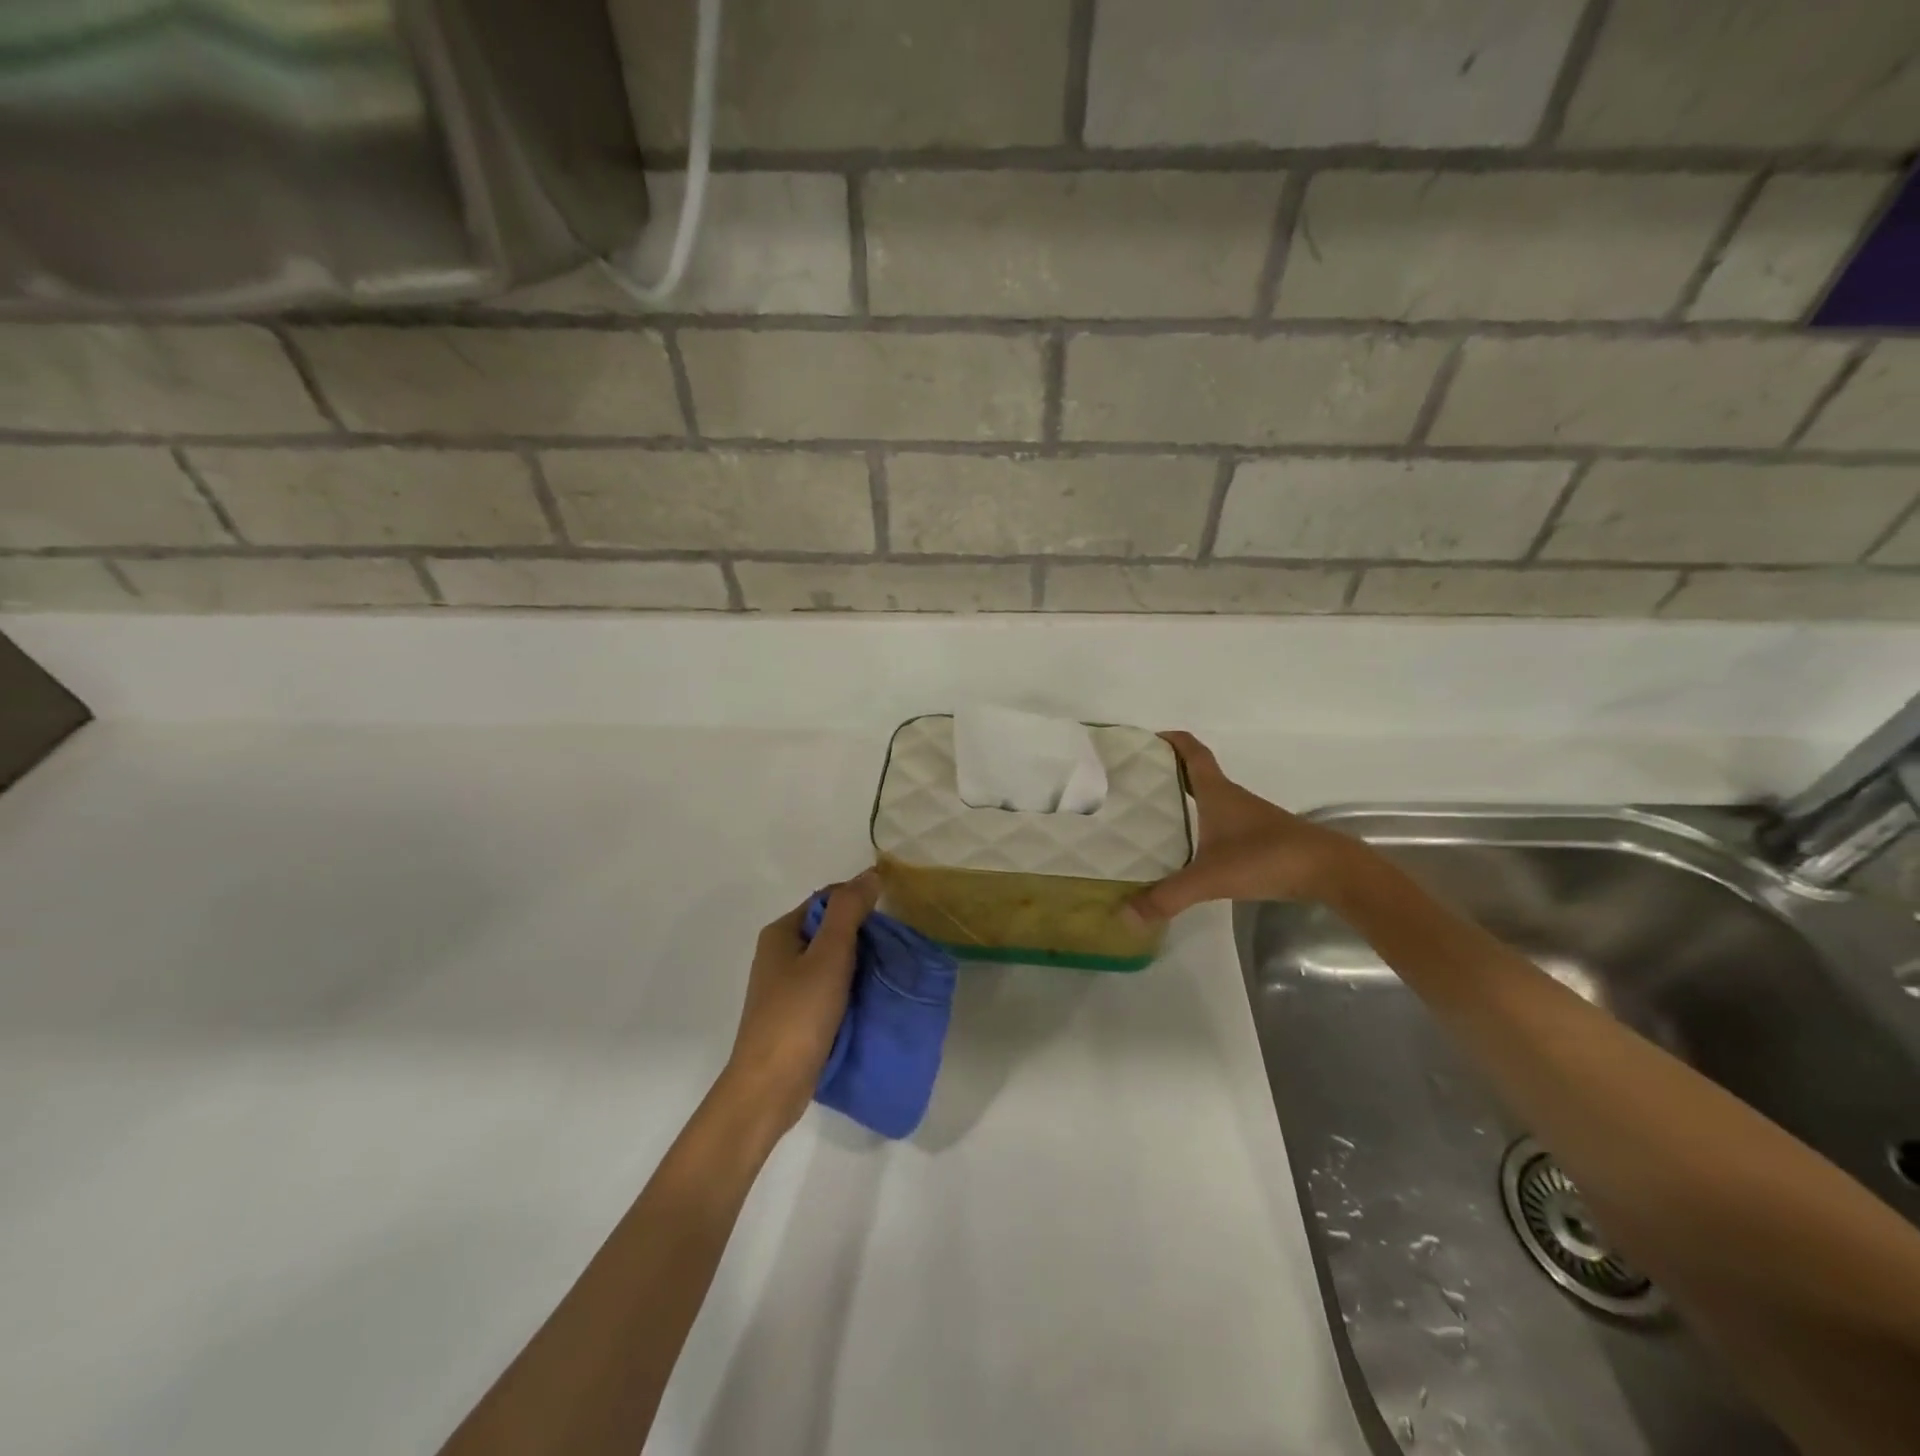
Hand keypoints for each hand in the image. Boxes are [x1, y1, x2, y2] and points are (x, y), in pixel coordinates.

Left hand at [722, 870, 880, 1132]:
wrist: (770, 1087)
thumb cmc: (798, 1014)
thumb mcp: (829, 955)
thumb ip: (849, 911)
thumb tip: (871, 874)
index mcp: (781, 932)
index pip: (827, 899)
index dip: (859, 902)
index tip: (892, 921)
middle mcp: (780, 953)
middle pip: (830, 929)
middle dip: (864, 936)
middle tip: (896, 950)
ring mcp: (786, 987)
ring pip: (832, 961)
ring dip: (860, 964)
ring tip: (890, 974)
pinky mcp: (796, 1015)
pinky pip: (830, 989)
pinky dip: (851, 989)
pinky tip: (872, 999)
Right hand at [1129, 732, 1360, 923]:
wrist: (1329, 870)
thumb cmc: (1266, 857)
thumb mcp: (1210, 878)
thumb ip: (1168, 896)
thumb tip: (1125, 914)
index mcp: (1216, 792)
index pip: (1192, 752)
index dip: (1170, 741)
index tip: (1145, 740)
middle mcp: (1231, 797)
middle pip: (1196, 772)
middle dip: (1168, 771)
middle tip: (1136, 781)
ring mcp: (1247, 817)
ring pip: (1209, 798)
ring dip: (1184, 798)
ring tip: (1151, 814)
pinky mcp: (1259, 838)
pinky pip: (1220, 821)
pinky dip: (1201, 823)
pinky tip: (1189, 846)